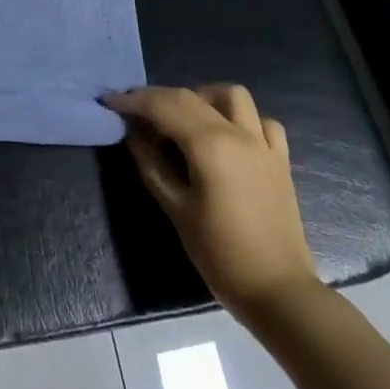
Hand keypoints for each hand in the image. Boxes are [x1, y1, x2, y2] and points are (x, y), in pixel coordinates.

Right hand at [106, 85, 321, 320]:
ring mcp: (263, 144)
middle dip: (157, 97)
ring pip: (232, 96)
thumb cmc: (221, 254)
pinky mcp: (280, 160)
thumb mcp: (176, 209)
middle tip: (134, 112)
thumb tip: (133, 134)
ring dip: (203, 97)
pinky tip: (227, 137)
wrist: (280, 292)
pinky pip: (261, 121)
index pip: (163, 106)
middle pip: (190, 96)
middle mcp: (238, 133)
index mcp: (210, 144)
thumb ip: (152, 165)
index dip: (133, 100)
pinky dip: (240, 119)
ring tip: (184, 119)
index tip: (109, 102)